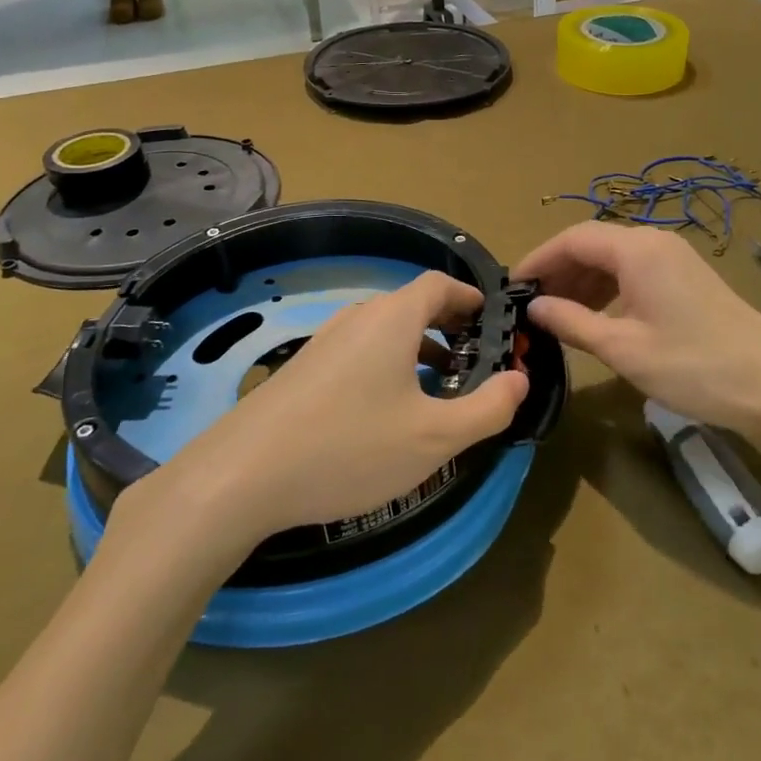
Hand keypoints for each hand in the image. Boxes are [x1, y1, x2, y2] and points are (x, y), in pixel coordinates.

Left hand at [105, 272, 528, 559]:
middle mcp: (357, 318)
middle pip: (412, 305)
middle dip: (449, 327)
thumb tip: (520, 380)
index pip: (439, 285)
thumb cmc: (350, 448)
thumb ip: (487, 408)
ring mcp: (324, 342)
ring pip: (384, 332)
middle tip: (475, 360)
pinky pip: (359, 353)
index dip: (471, 298)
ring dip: (418, 350)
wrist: (241, 476)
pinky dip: (387, 367)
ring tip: (438, 390)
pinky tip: (386, 414)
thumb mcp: (435, 438)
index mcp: (392, 318)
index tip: (493, 321)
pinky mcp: (302, 371)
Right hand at [513, 221, 760, 432]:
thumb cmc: (693, 365)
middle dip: (559, 271)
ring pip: (614, 258)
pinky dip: (608, 289)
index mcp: (637, 249)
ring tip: (558, 315)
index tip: (513, 287)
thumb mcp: (623, 348)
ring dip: (583, 281)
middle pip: (593, 244)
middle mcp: (655, 242)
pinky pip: (635, 271)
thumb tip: (534, 307)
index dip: (539, 259)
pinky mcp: (686, 277)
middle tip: (532, 306)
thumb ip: (572, 322)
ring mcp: (674, 258)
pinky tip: (597, 317)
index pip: (573, 238)